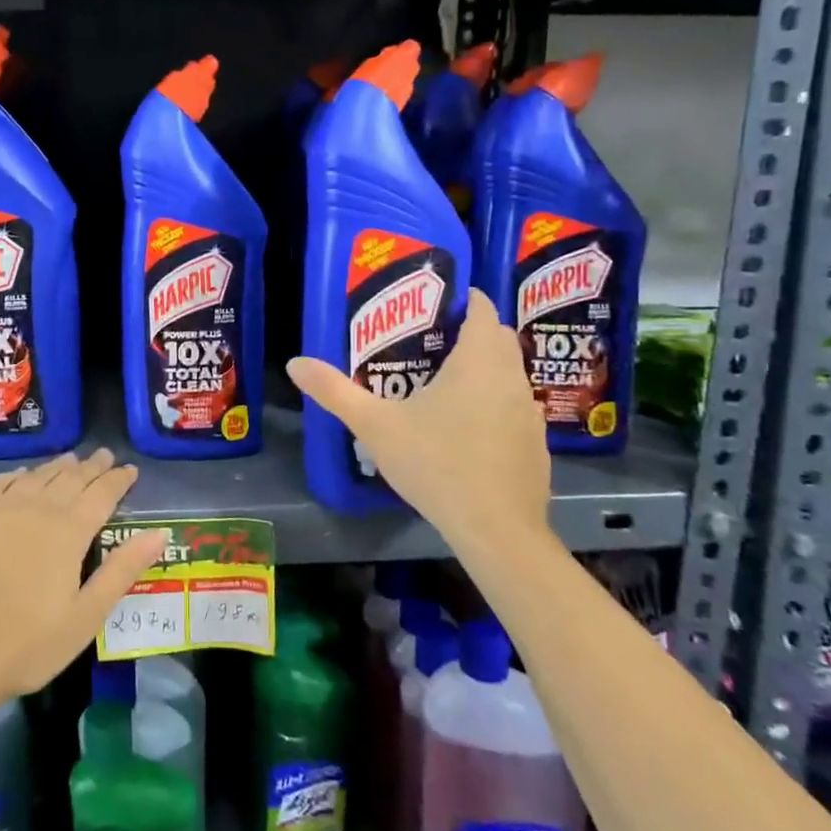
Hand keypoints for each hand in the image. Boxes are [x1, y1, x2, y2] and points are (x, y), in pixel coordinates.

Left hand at [0, 450, 167, 717]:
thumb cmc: (28, 645)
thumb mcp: (86, 616)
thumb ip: (123, 570)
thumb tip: (161, 533)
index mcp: (69, 532)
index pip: (102, 494)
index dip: (118, 480)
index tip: (130, 469)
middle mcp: (37, 509)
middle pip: (71, 479)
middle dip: (92, 467)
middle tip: (104, 456)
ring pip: (37, 476)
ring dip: (58, 467)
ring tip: (71, 460)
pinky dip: (16, 475)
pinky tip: (22, 475)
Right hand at [286, 288, 552, 548]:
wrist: (496, 530)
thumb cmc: (436, 464)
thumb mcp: (375, 426)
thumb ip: (335, 391)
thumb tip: (295, 363)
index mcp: (479, 361)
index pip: (483, 309)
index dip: (465, 299)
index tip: (437, 303)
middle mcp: (512, 378)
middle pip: (499, 338)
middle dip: (472, 332)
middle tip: (431, 341)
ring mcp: (529, 413)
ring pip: (510, 374)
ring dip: (486, 369)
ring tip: (445, 384)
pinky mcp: (536, 445)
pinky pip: (515, 407)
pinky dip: (495, 404)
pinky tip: (468, 430)